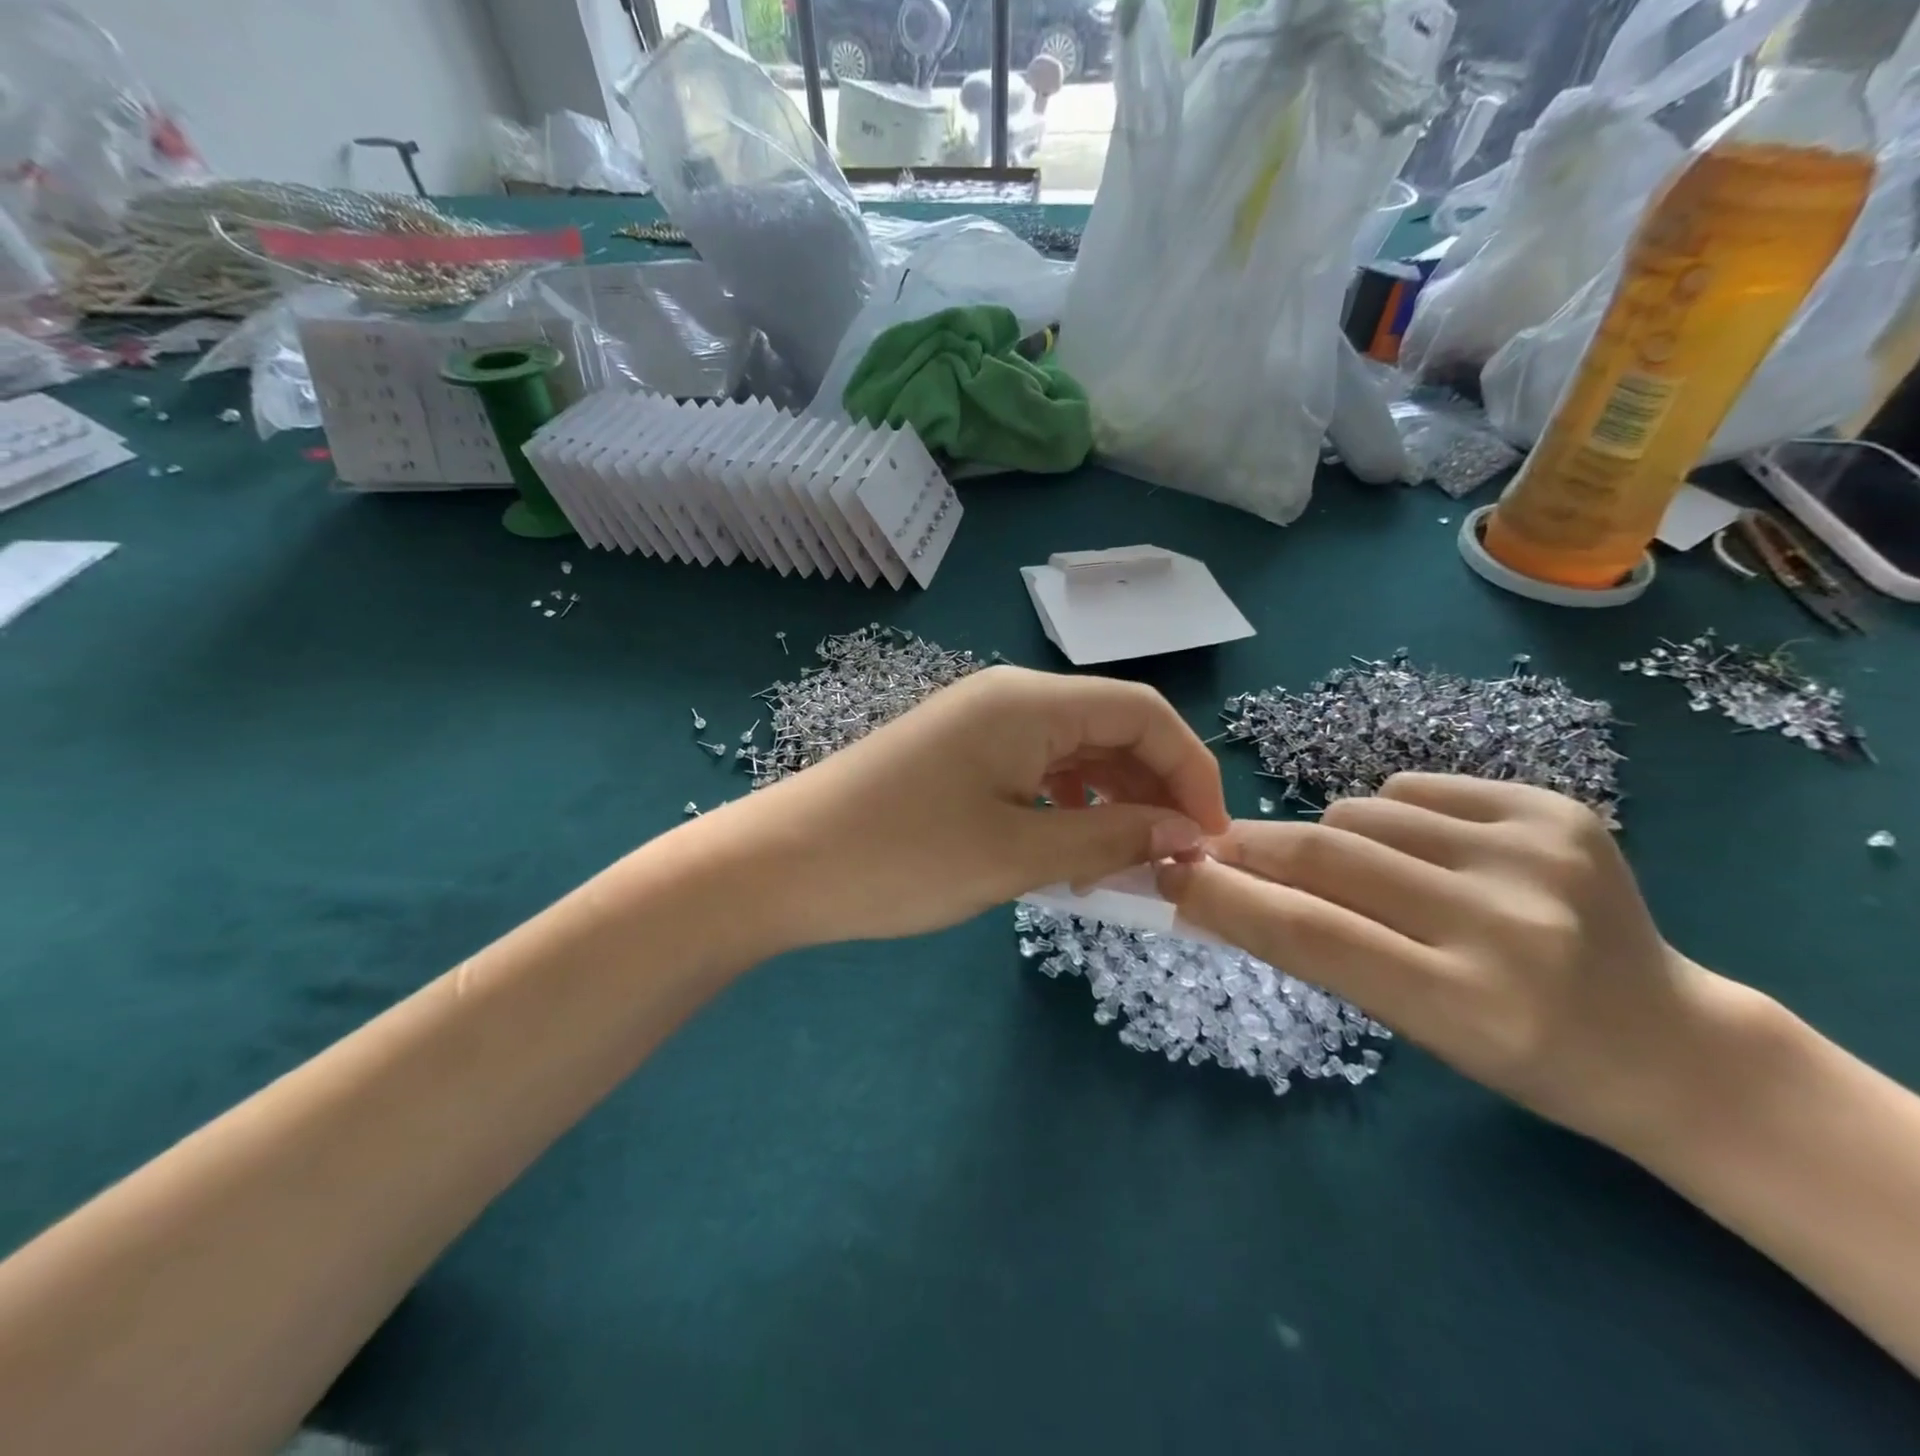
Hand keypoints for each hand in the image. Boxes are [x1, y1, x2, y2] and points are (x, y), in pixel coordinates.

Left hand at [715, 666, 1228, 947]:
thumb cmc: (903, 857)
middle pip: (1110, 728)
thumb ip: (1111, 838)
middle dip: (1151, 790)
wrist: (780, 865)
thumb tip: (1186, 833)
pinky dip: (1064, 808)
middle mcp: (1008, 698)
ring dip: (1108, 803)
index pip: (1144, 711)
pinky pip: (1033, 772)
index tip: (1208, 836)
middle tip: (1169, 861)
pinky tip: (1065, 853)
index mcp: (1029, 702)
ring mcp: (977, 726)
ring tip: (1119, 867)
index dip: (1190, 769)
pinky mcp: (955, 757)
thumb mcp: (1017, 854)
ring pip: (1072, 754)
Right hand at [1157, 774, 1727, 1150]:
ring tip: (1361, 871)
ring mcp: (1539, 854)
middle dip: (1251, 846)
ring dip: (1329, 835)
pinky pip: (1413, 788)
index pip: (1311, 933)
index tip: (1168, 874)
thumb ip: (1316, 948)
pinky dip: (1388, 814)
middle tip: (1215, 848)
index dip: (1224, 897)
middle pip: (1326, 853)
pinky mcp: (1558, 809)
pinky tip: (1424, 851)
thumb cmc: (1519, 1058)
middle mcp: (1507, 923)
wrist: (1669, 1044)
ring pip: (1361, 809)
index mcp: (1469, 1004)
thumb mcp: (1409, 1024)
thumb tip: (1213, 889)